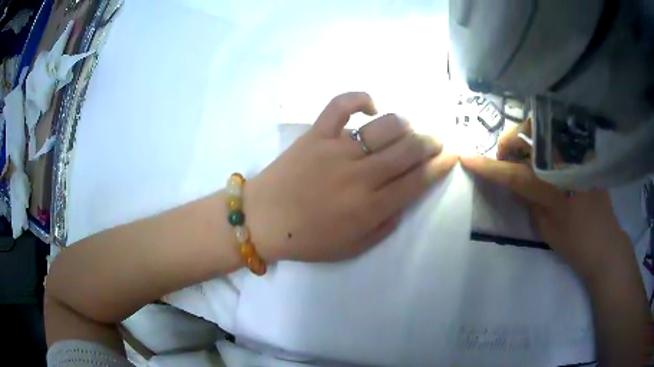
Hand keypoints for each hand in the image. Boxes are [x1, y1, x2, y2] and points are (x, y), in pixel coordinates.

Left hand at [246, 92, 457, 261]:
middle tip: (436, 140)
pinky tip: (370, 106)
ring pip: (385, 126)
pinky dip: (359, 99)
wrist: (262, 220)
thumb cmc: (306, 239)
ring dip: (405, 125)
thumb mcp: (353, 248)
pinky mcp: (315, 134)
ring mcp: (337, 150)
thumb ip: (385, 225)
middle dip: (430, 142)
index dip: (440, 166)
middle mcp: (360, 175)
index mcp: (370, 207)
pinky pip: (340, 105)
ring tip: (407, 130)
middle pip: (408, 150)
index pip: (418, 180)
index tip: (451, 155)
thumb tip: (404, 199)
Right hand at [461, 121, 633, 282]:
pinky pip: (557, 136)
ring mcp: (578, 153)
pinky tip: (545, 157)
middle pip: (529, 134)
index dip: (490, 167)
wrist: (605, 243)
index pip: (514, 173)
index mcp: (554, 189)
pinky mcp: (585, 152)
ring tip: (525, 158)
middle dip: (510, 143)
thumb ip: (529, 199)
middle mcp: (566, 163)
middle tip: (506, 160)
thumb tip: (515, 180)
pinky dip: (544, 141)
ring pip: (543, 129)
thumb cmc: (575, 244)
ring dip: (526, 139)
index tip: (467, 158)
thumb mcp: (545, 228)